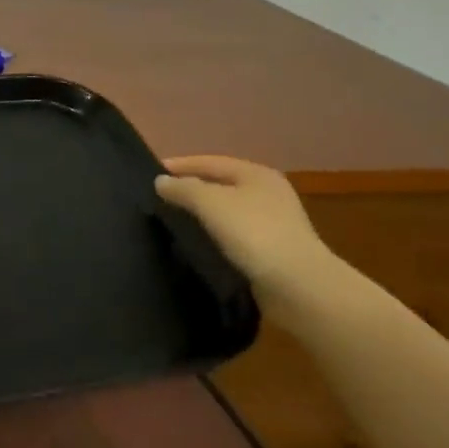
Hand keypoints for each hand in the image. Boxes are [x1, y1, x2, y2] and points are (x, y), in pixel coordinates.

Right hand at [155, 155, 336, 310]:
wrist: (298, 285)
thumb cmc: (254, 234)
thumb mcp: (211, 204)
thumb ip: (183, 189)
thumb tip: (161, 181)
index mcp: (256, 174)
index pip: (210, 162)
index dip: (180, 165)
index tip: (151, 173)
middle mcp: (268, 192)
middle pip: (220, 184)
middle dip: (191, 188)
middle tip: (160, 196)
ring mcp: (273, 222)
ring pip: (227, 210)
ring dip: (202, 213)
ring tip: (174, 219)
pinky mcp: (272, 250)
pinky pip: (234, 234)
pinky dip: (214, 234)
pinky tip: (199, 243)